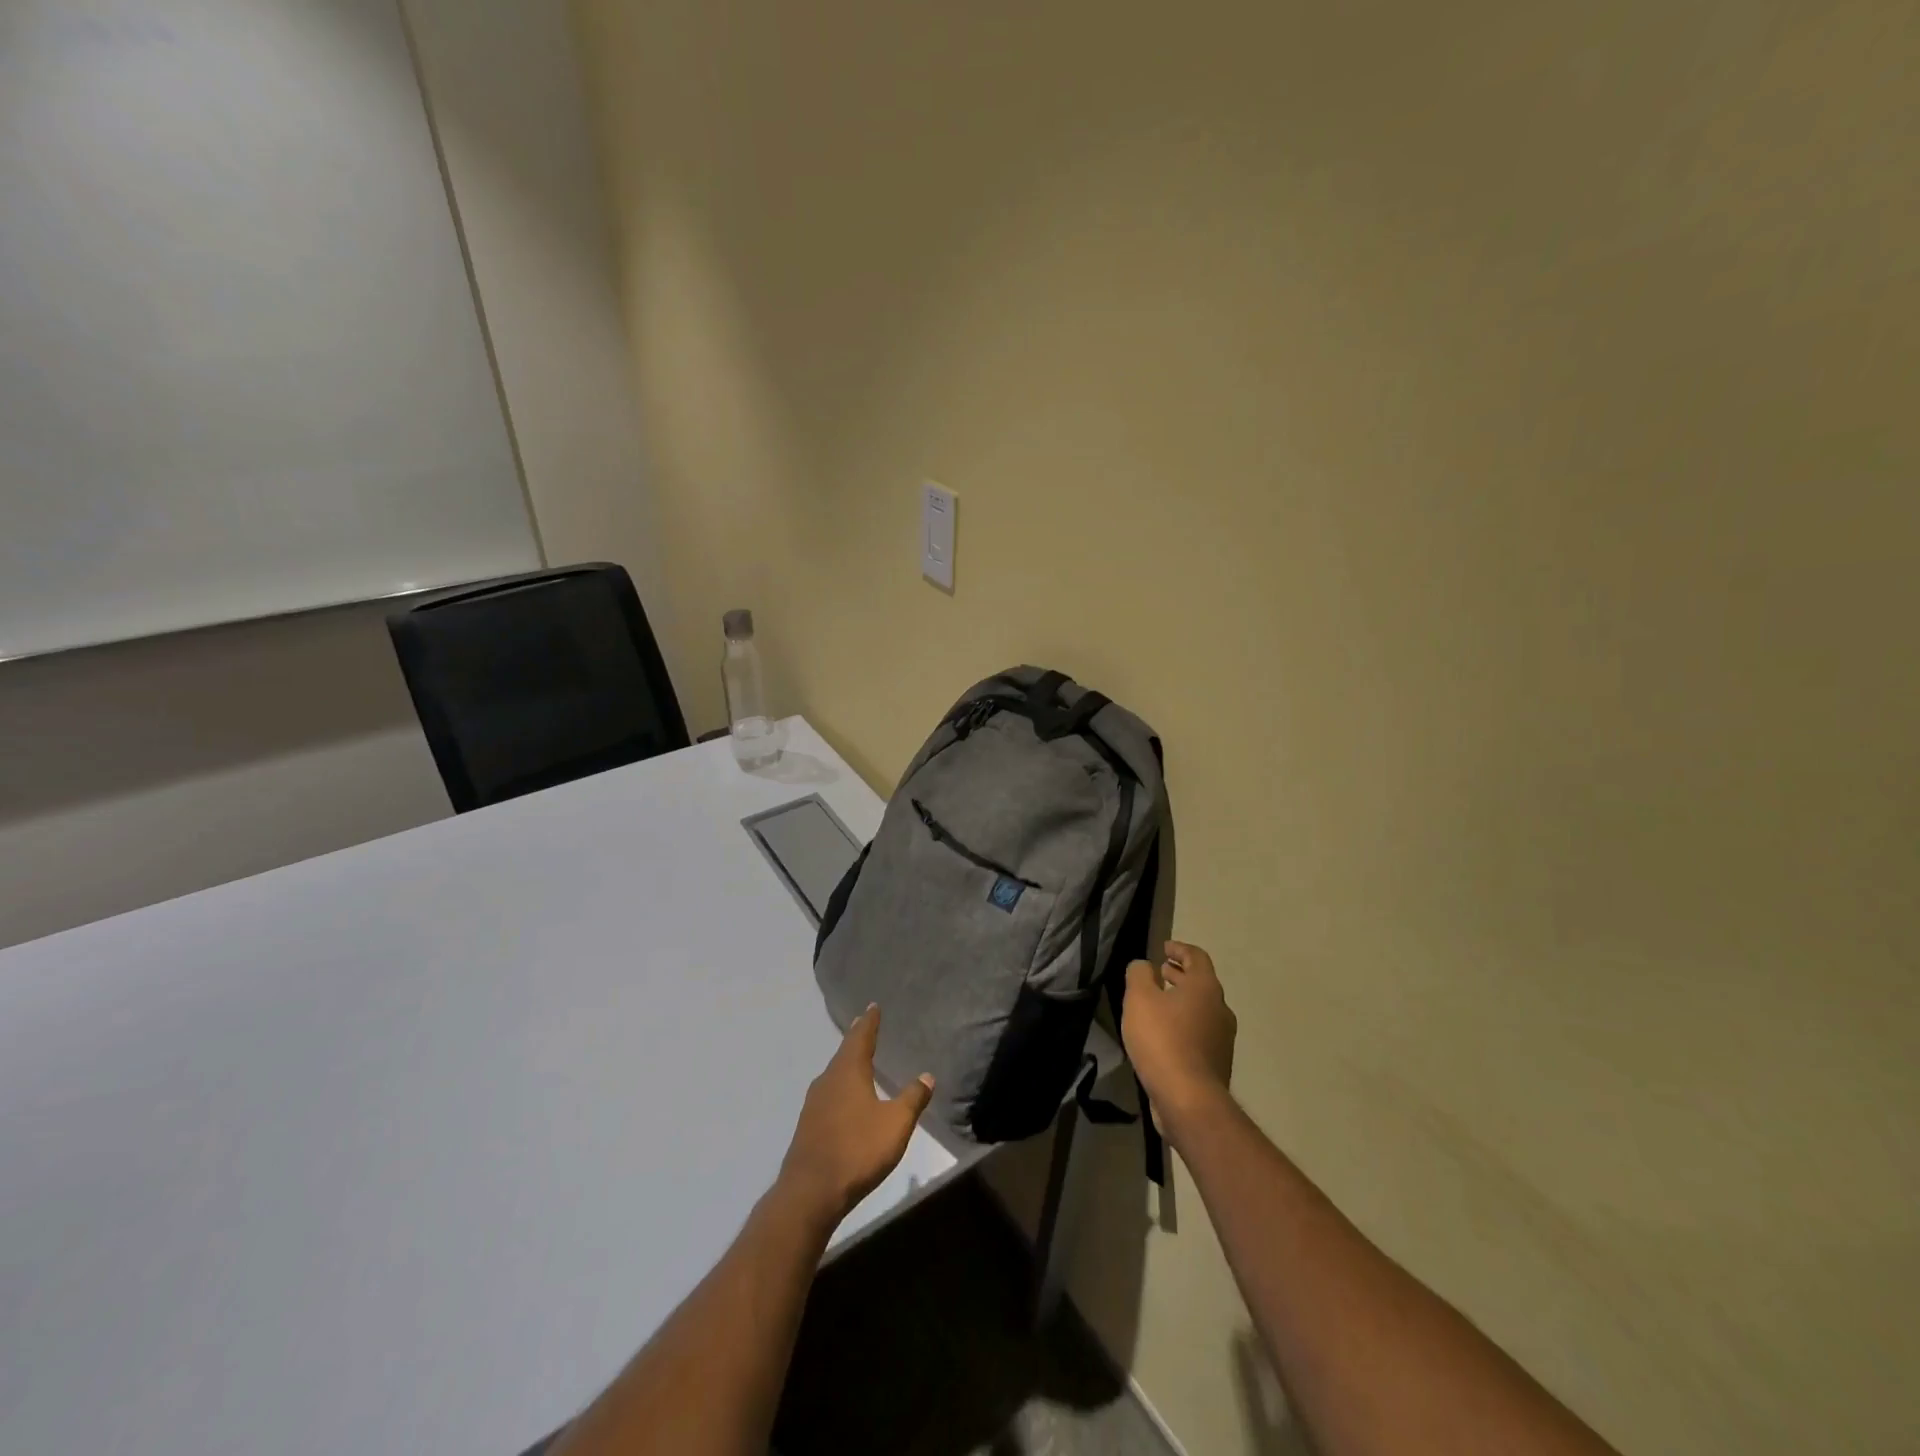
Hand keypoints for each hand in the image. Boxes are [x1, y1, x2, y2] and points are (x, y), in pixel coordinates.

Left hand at [778, 1005, 933, 1224]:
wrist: (810, 1191)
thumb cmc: (857, 1149)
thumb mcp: (895, 1124)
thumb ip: (912, 1099)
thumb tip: (926, 1075)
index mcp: (849, 1071)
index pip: (860, 1037)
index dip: (869, 1022)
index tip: (872, 1007)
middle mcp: (828, 1080)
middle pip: (844, 1053)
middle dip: (856, 1039)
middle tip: (864, 1025)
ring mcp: (814, 1103)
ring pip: (834, 1074)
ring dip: (846, 1063)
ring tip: (856, 1059)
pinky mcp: (808, 1125)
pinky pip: (828, 1094)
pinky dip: (839, 1086)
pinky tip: (844, 1098)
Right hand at [1122, 941, 1237, 1144]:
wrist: (1188, 1099)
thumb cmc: (1162, 1040)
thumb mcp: (1139, 998)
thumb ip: (1139, 974)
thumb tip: (1144, 966)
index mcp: (1205, 988)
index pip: (1197, 957)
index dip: (1180, 948)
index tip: (1164, 947)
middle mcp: (1220, 1009)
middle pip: (1201, 983)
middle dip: (1180, 975)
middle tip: (1161, 971)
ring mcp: (1222, 1039)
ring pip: (1201, 1010)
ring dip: (1182, 1001)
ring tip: (1159, 1002)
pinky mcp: (1216, 1063)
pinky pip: (1199, 1033)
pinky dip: (1183, 1024)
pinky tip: (1163, 1034)